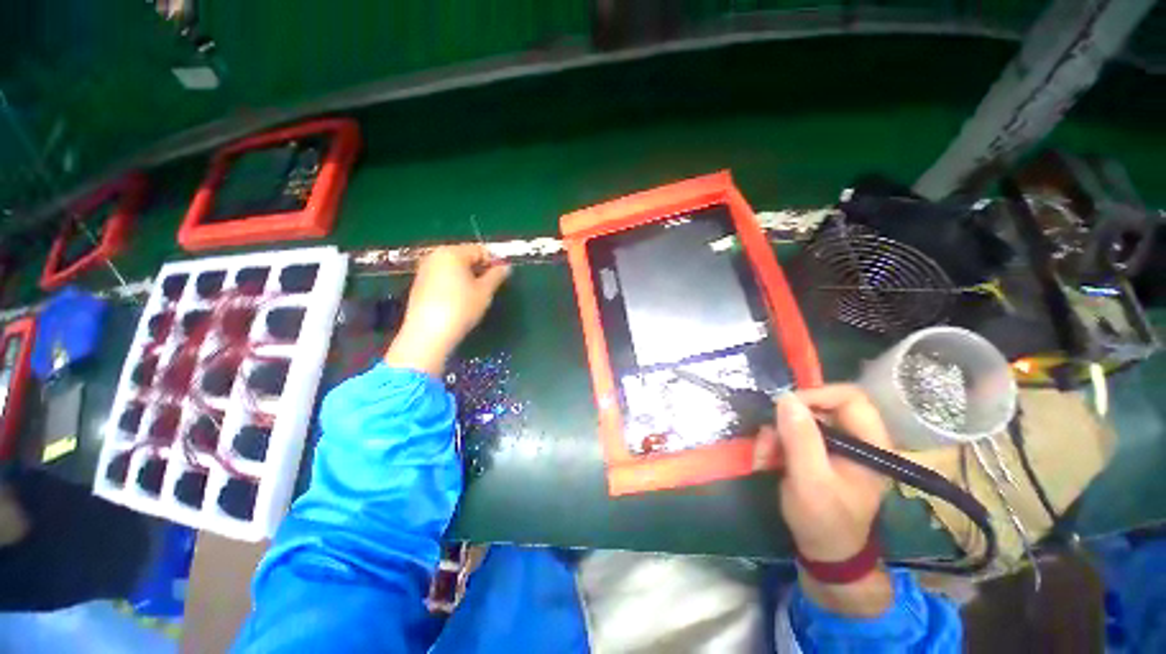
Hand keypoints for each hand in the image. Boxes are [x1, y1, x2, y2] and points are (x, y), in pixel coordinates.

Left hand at [384, 245, 510, 376]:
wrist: (428, 333)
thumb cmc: (460, 308)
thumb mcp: (484, 292)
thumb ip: (496, 276)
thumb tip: (505, 267)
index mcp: (452, 253)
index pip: (479, 250)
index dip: (494, 261)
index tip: (503, 276)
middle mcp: (435, 256)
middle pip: (464, 257)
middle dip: (479, 268)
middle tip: (490, 286)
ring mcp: (424, 270)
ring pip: (453, 268)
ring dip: (467, 277)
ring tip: (476, 294)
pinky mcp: (419, 285)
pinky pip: (442, 277)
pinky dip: (454, 284)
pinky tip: (460, 300)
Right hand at [755, 384, 893, 615]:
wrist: (823, 553)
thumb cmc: (825, 521)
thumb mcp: (810, 482)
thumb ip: (801, 440)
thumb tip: (785, 398)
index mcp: (870, 444)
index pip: (850, 398)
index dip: (816, 395)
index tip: (783, 408)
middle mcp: (854, 438)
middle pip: (818, 407)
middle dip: (785, 422)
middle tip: (766, 442)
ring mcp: (834, 445)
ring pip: (797, 420)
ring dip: (774, 435)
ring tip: (763, 459)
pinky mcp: (816, 452)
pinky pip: (789, 433)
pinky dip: (773, 443)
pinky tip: (765, 462)